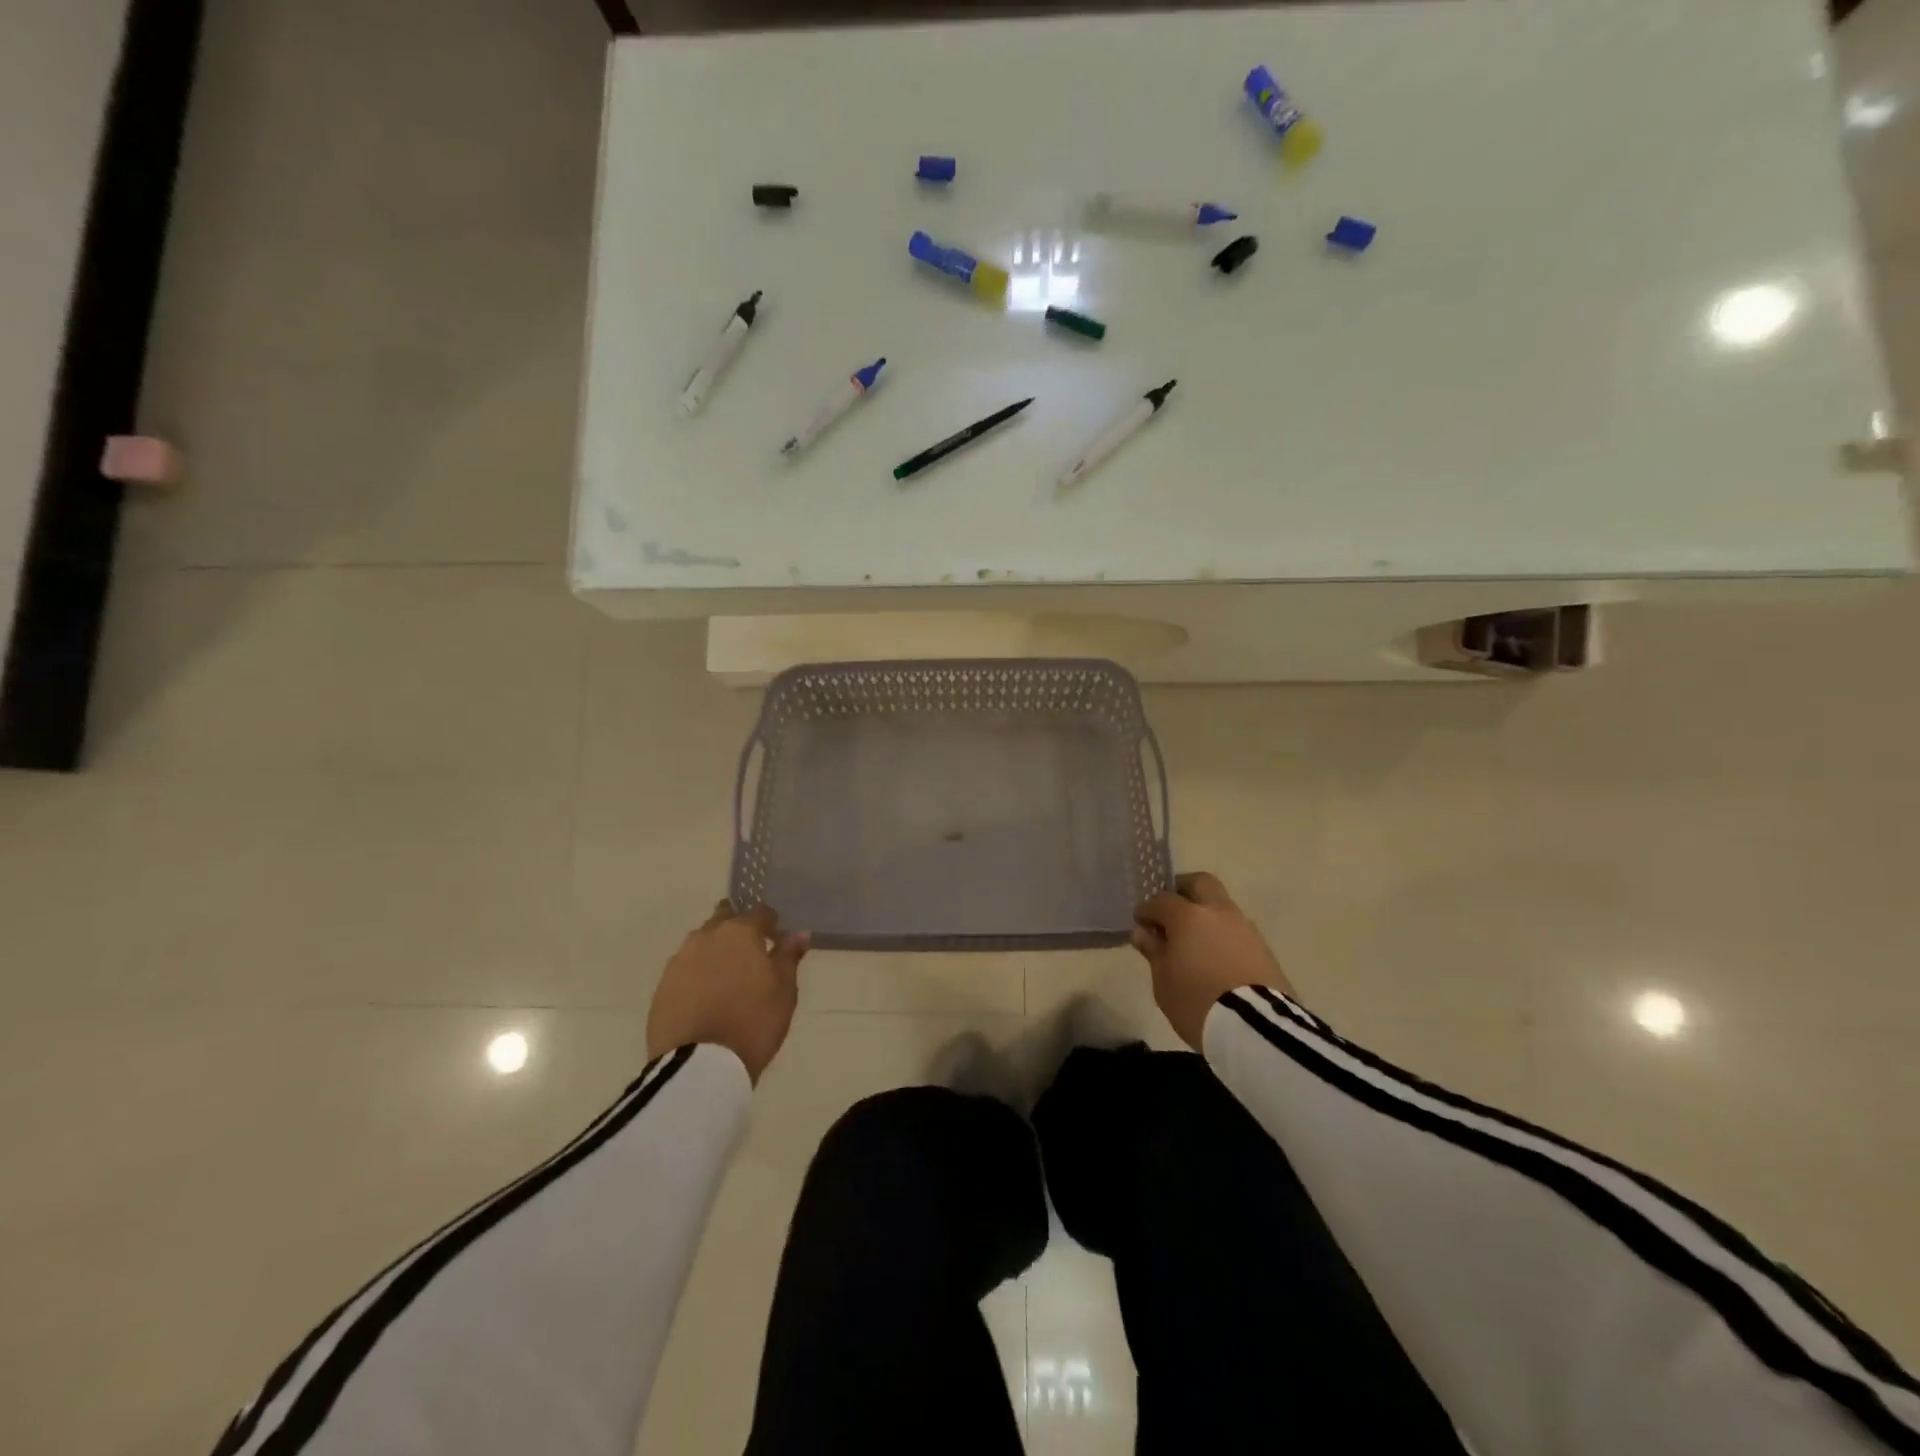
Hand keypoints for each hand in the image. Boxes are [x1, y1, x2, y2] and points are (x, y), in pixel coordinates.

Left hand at [646, 901, 809, 1082]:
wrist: (700, 1065)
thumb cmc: (753, 1022)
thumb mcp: (784, 991)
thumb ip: (789, 957)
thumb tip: (799, 933)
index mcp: (740, 933)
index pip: (760, 913)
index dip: (770, 923)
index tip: (776, 936)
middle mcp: (707, 937)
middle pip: (724, 919)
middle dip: (737, 927)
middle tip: (750, 950)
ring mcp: (680, 960)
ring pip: (701, 942)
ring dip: (714, 949)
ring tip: (726, 973)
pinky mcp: (662, 986)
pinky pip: (684, 968)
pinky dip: (696, 972)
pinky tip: (705, 992)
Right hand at [1132, 872, 1294, 1051]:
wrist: (1256, 1029)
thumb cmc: (1197, 1001)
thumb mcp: (1163, 981)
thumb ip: (1154, 952)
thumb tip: (1144, 932)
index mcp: (1188, 916)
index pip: (1161, 900)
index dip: (1147, 909)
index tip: (1141, 923)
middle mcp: (1218, 912)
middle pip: (1200, 883)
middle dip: (1183, 891)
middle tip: (1170, 912)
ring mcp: (1245, 928)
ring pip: (1222, 907)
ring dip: (1206, 916)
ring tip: (1194, 942)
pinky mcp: (1264, 949)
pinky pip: (1236, 931)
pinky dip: (1222, 936)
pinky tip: (1215, 957)